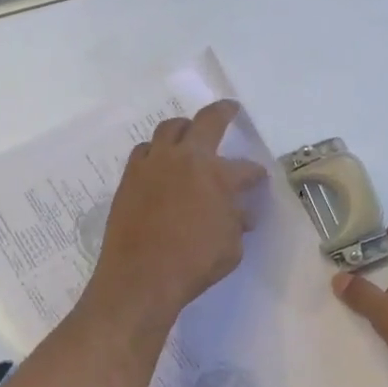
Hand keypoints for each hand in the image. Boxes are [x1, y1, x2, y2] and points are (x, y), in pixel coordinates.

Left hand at [85, 100, 266, 328]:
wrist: (140, 277)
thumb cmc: (193, 264)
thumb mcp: (231, 248)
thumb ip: (236, 222)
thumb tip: (239, 213)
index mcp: (217, 175)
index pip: (245, 169)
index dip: (255, 174)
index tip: (257, 180)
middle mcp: (185, 159)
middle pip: (207, 121)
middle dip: (223, 112)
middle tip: (230, 110)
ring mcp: (153, 163)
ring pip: (170, 128)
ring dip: (185, 128)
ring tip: (189, 133)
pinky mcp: (130, 176)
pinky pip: (145, 150)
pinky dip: (156, 151)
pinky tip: (160, 162)